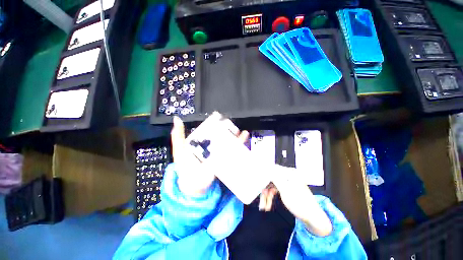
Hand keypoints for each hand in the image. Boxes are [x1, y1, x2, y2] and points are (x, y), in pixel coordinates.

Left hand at [171, 116, 248, 195]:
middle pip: (221, 135)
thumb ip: (178, 135)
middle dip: (228, 129)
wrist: (193, 185)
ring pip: (229, 142)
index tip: (220, 118)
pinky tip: (244, 138)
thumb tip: (177, 119)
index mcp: (202, 142)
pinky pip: (233, 152)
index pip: (210, 130)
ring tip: (241, 131)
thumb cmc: (184, 166)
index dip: (215, 124)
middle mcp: (211, 146)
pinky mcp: (224, 160)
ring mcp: (219, 153)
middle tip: (232, 124)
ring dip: (235, 137)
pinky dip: (239, 145)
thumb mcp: (179, 149)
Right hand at [261, 166, 332, 236]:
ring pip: (272, 185)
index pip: (272, 169)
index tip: (256, 179)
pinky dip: (270, 197)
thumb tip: (267, 167)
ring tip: (263, 206)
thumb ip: (275, 178)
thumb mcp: (285, 190)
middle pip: (271, 178)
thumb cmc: (300, 204)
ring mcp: (287, 182)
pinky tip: (267, 205)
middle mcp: (288, 176)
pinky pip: (275, 190)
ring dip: (267, 195)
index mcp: (289, 173)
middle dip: (264, 189)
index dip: (263, 174)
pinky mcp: (286, 189)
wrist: (312, 219)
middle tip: (260, 198)